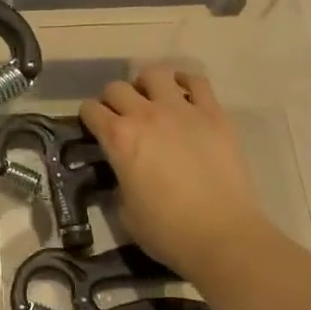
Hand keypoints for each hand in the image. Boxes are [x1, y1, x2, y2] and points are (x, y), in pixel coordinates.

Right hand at [79, 65, 272, 281]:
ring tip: (152, 100)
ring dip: (146, 85)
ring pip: (154, 74)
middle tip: (122, 117)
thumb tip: (124, 171)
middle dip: (113, 100)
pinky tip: (184, 94)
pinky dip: (186, 82)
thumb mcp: (125, 210)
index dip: (88, 118)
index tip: (94, 128)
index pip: (90, 110)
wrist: (222, 235)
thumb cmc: (167, 231)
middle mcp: (145, 114)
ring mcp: (181, 109)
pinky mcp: (213, 113)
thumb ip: (120, 180)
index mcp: (119, 138)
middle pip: (117, 88)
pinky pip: (197, 82)